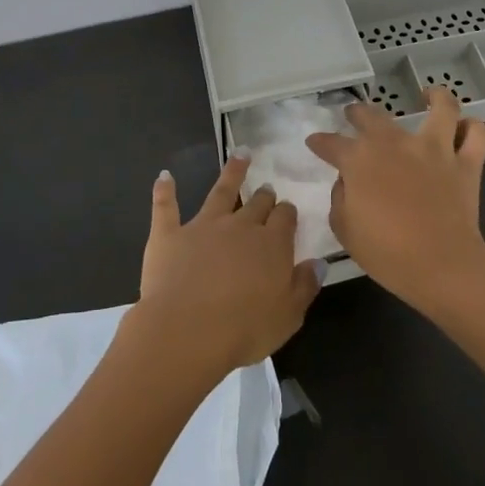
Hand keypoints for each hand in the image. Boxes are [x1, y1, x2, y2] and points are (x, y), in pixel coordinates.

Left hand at [135, 153, 323, 378]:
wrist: (187, 331)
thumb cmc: (244, 330)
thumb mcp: (288, 316)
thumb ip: (305, 286)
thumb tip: (319, 262)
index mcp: (271, 245)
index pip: (285, 218)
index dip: (287, 214)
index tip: (287, 212)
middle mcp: (240, 226)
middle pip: (257, 204)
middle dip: (264, 196)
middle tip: (267, 190)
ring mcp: (202, 226)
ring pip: (220, 191)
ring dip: (232, 172)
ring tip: (240, 155)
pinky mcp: (169, 234)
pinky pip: (166, 206)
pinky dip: (165, 189)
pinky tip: (165, 176)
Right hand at [306, 88, 484, 319]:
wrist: (442, 266)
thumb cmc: (387, 253)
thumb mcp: (345, 230)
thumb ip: (340, 198)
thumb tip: (347, 181)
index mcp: (360, 160)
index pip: (331, 143)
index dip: (320, 142)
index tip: (315, 143)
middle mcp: (395, 143)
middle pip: (373, 115)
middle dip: (358, 113)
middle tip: (354, 115)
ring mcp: (434, 149)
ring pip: (440, 107)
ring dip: (434, 97)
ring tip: (428, 96)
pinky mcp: (466, 163)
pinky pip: (477, 135)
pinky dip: (472, 128)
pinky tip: (464, 128)